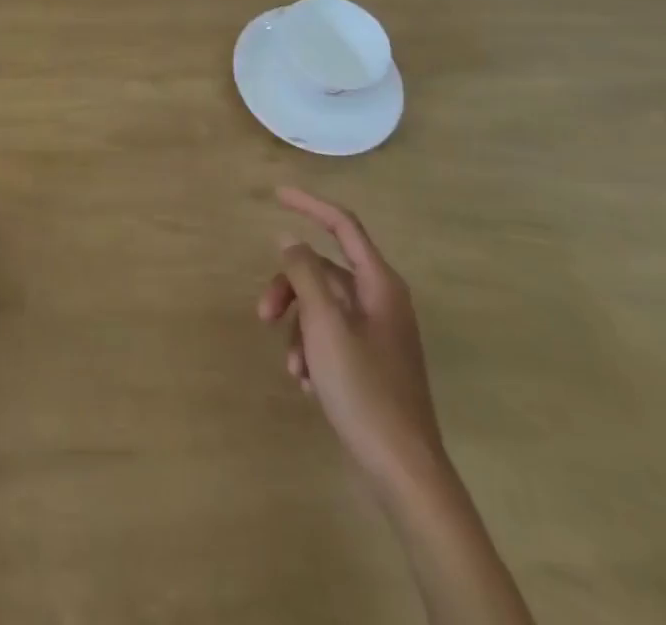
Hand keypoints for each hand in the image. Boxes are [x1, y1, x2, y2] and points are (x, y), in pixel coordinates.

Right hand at [258, 186, 445, 497]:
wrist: (403, 472)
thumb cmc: (364, 389)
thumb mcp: (325, 324)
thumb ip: (305, 274)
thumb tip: (290, 239)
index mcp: (379, 284)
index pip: (342, 225)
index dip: (309, 205)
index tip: (276, 194)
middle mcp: (381, 301)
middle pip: (324, 272)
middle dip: (289, 289)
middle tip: (262, 313)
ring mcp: (378, 334)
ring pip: (322, 308)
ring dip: (298, 329)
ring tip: (293, 368)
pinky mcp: (371, 364)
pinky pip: (331, 337)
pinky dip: (312, 351)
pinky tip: (306, 384)